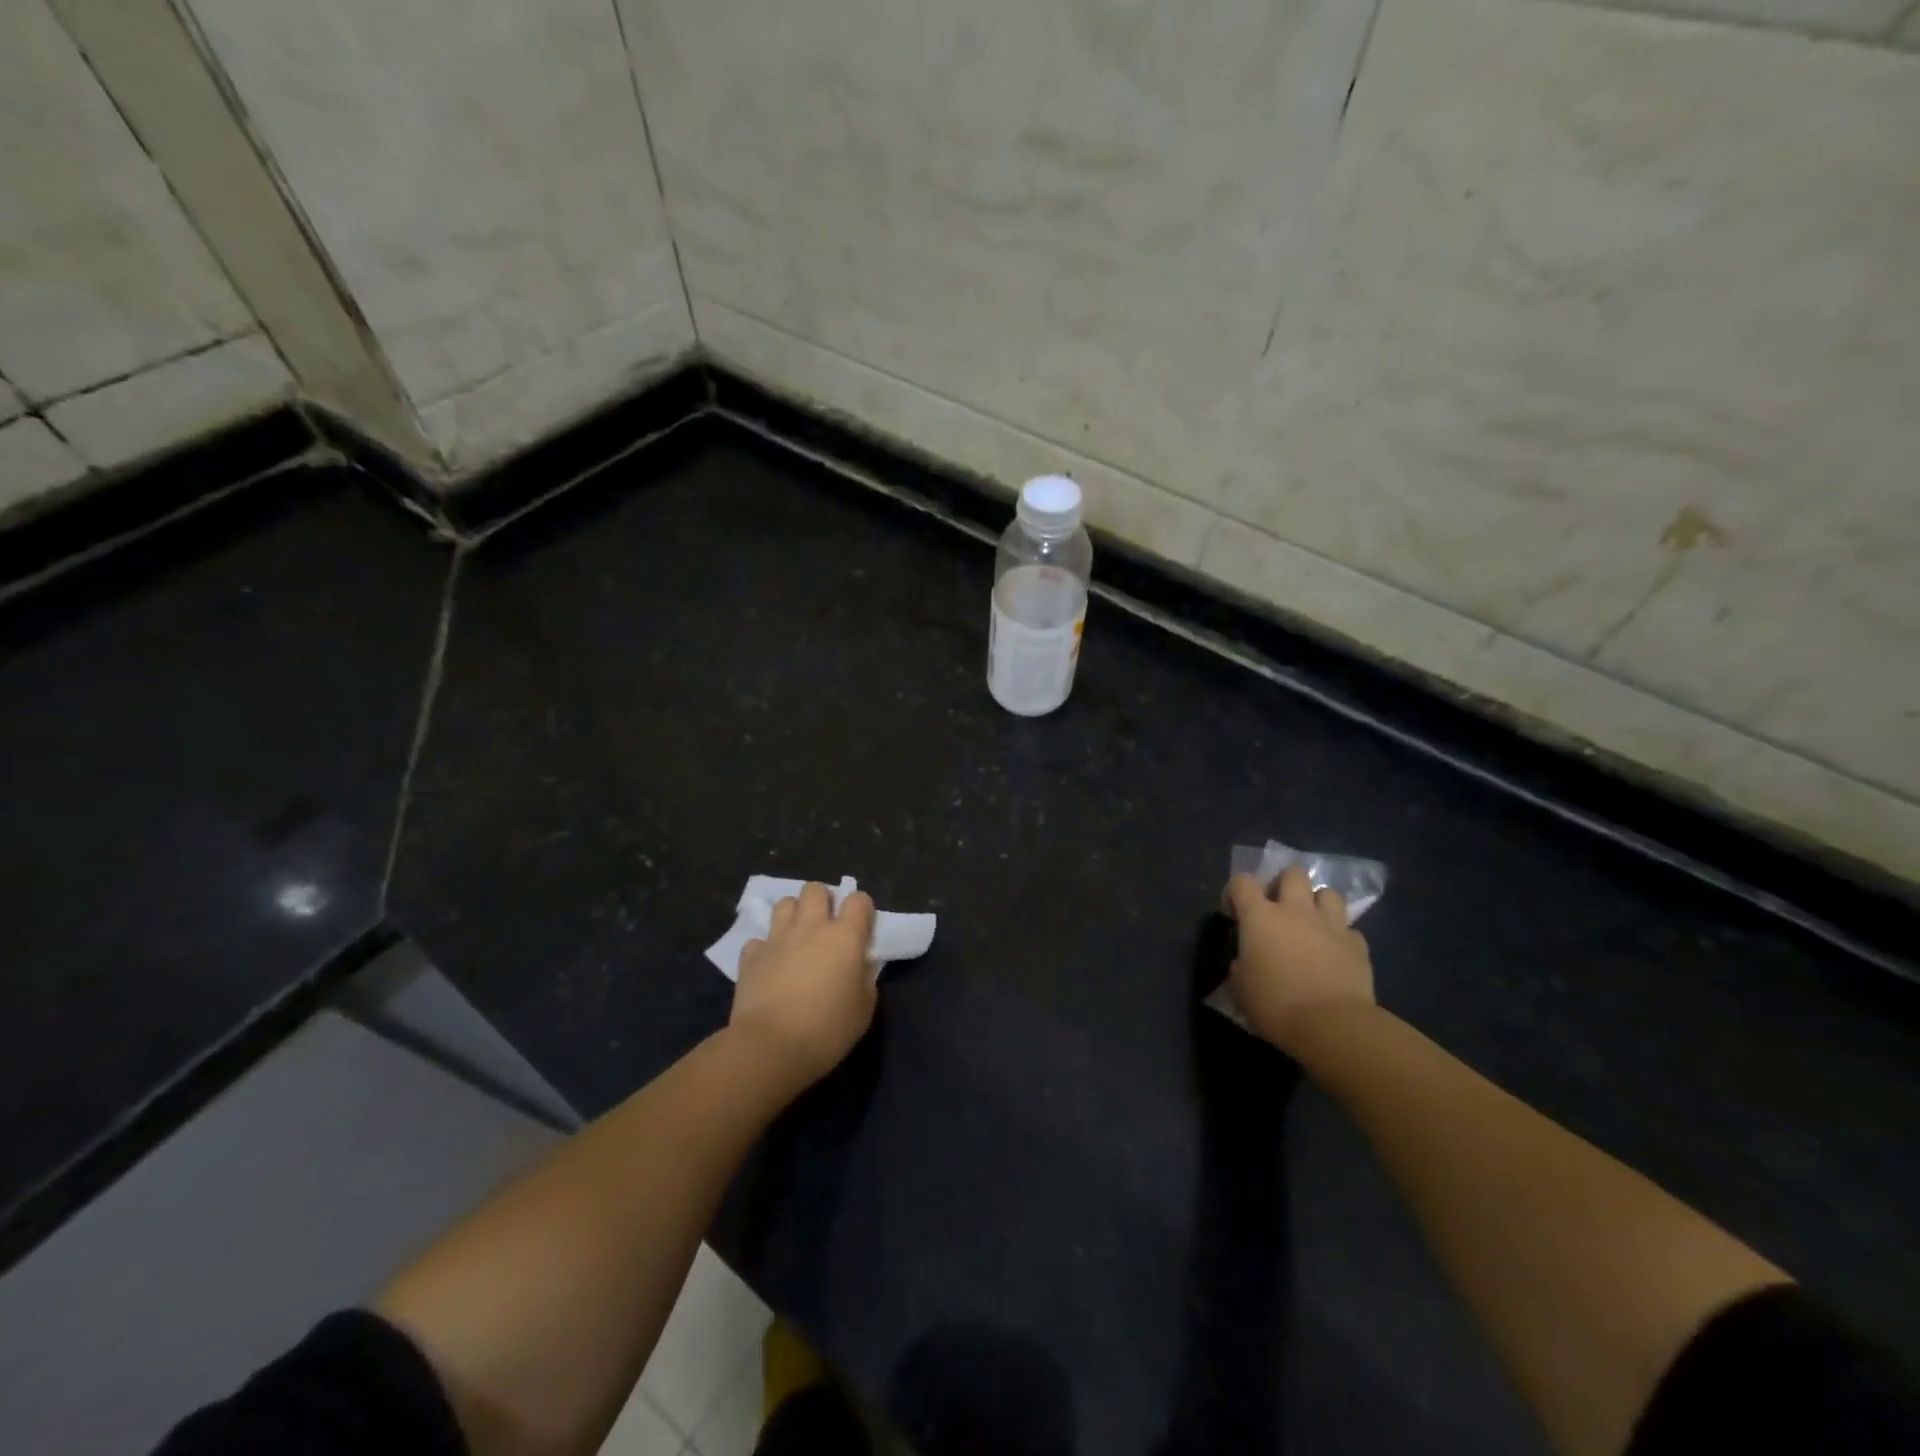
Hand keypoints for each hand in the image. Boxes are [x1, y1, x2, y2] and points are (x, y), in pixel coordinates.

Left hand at [730, 882, 878, 1088]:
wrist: (770, 1048)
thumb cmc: (827, 1031)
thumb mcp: (864, 1010)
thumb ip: (865, 979)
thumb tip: (859, 967)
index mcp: (845, 937)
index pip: (858, 900)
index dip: (861, 909)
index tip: (861, 927)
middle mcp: (811, 927)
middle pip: (815, 889)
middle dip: (822, 901)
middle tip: (826, 926)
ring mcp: (777, 938)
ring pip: (784, 903)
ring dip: (793, 915)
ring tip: (797, 937)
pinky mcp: (750, 956)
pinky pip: (759, 939)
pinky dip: (765, 948)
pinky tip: (770, 965)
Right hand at [1222, 865, 1374, 1053]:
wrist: (1332, 1026)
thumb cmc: (1275, 1005)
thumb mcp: (1240, 988)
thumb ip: (1241, 966)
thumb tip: (1246, 962)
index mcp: (1260, 917)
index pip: (1242, 882)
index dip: (1235, 892)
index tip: (1234, 914)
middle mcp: (1296, 911)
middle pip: (1293, 874)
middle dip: (1284, 884)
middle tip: (1278, 907)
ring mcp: (1331, 926)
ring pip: (1329, 893)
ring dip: (1318, 903)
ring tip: (1311, 922)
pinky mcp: (1358, 946)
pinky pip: (1349, 930)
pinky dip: (1340, 937)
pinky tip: (1335, 953)